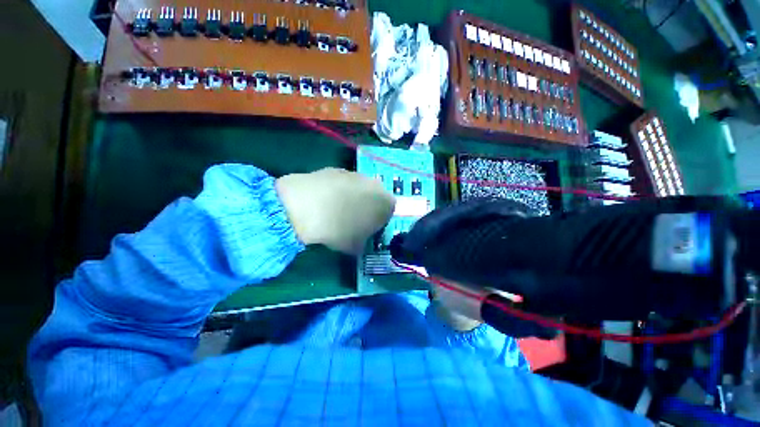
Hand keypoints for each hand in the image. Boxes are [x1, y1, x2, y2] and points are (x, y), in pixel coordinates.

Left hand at [276, 168, 395, 254]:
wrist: (308, 207)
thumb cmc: (339, 231)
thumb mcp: (356, 247)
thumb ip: (364, 242)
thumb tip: (360, 240)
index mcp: (386, 202)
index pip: (389, 211)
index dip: (379, 221)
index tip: (368, 229)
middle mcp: (375, 184)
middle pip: (374, 196)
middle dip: (366, 207)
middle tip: (352, 220)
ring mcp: (354, 174)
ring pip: (358, 188)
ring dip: (351, 197)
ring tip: (334, 210)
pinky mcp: (335, 169)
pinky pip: (341, 182)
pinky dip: (336, 191)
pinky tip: (323, 201)